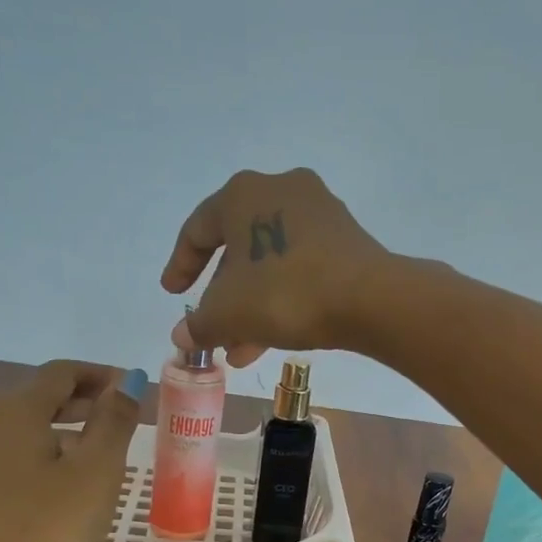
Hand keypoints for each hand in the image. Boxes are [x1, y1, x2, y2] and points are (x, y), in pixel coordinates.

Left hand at [0, 361, 145, 541]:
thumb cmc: (48, 532)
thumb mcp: (97, 473)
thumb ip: (114, 420)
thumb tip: (125, 381)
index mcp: (10, 410)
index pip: (60, 373)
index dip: (100, 376)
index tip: (132, 390)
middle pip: (34, 398)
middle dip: (79, 404)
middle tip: (120, 421)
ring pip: (14, 429)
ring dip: (56, 432)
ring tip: (92, 458)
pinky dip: (31, 457)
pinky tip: (53, 487)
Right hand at [161, 167, 391, 366]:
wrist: (369, 298)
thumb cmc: (284, 293)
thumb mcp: (229, 313)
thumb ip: (199, 324)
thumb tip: (181, 336)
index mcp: (242, 194)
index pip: (198, 230)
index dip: (180, 265)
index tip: (172, 293)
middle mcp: (280, 190)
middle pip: (238, 250)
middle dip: (223, 299)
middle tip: (213, 332)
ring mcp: (318, 213)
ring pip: (271, 264)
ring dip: (251, 308)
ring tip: (240, 351)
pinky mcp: (345, 239)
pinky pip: (301, 267)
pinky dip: (282, 298)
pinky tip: (273, 339)